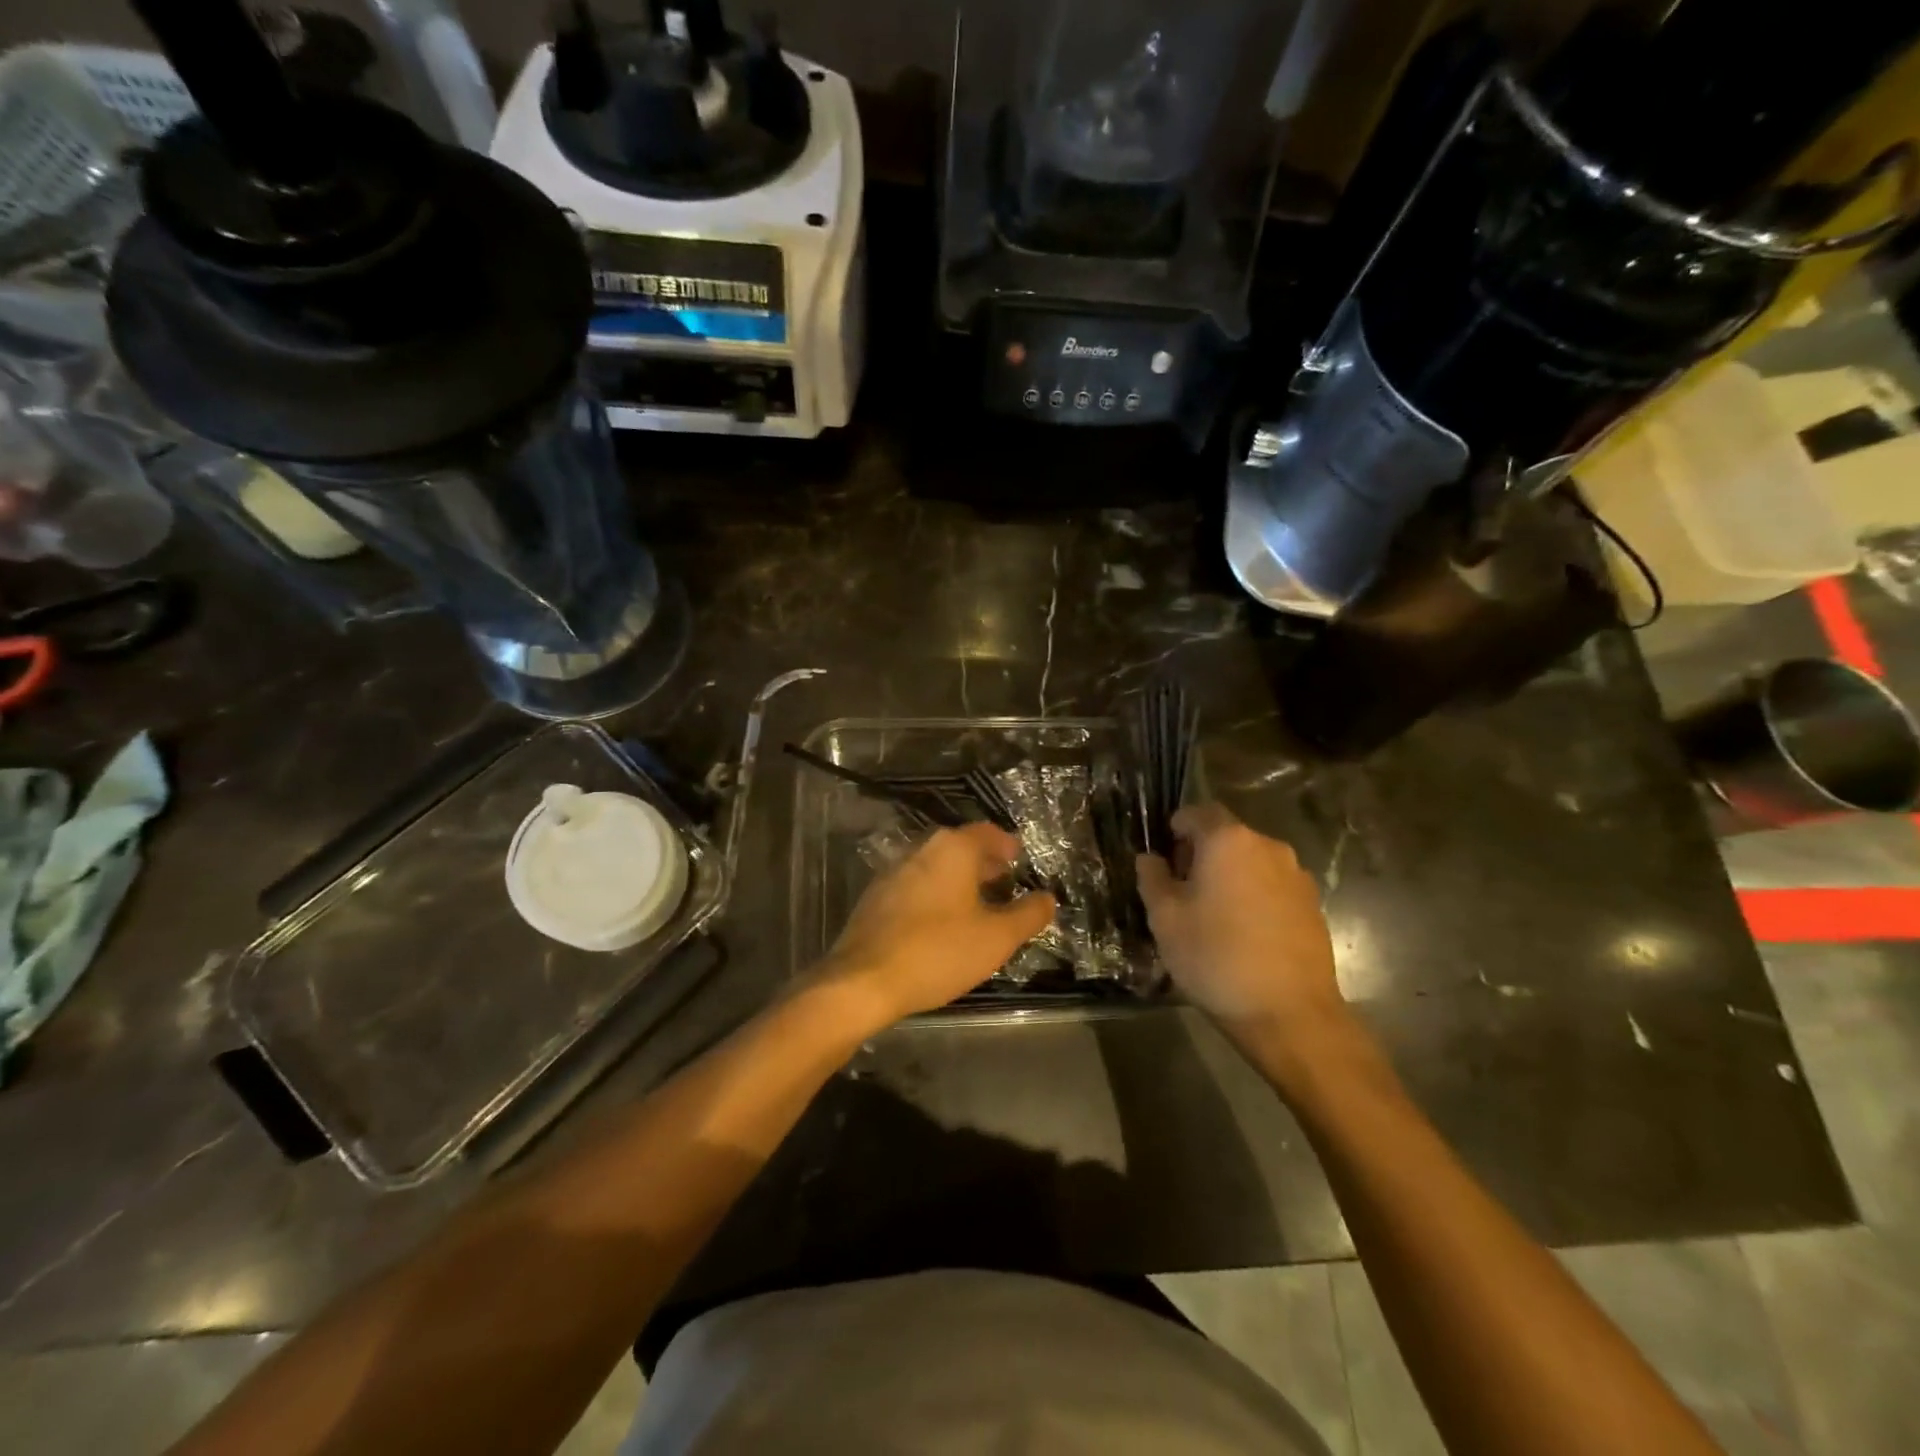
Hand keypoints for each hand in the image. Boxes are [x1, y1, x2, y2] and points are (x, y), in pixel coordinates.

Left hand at [810, 823, 1055, 1033]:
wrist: (863, 981)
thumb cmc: (938, 952)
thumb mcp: (997, 938)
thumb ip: (1028, 914)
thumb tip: (1048, 898)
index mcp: (953, 849)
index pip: (988, 833)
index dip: (1009, 846)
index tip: (1021, 862)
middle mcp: (921, 849)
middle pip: (961, 848)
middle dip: (986, 865)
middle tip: (1006, 886)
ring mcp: (893, 871)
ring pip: (937, 867)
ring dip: (960, 882)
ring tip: (978, 908)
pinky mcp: (876, 898)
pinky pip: (916, 886)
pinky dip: (936, 896)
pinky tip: (942, 925)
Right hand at [1137, 803, 1343, 1041]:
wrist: (1290, 1014)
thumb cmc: (1216, 958)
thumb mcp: (1166, 919)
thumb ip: (1153, 878)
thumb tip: (1150, 858)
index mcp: (1228, 840)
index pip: (1196, 812)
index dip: (1175, 830)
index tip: (1163, 860)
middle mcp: (1267, 846)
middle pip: (1226, 835)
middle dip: (1202, 854)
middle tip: (1182, 891)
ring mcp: (1296, 875)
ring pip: (1251, 862)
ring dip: (1231, 876)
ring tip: (1214, 916)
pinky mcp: (1313, 905)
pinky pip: (1273, 886)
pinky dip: (1255, 897)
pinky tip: (1245, 934)